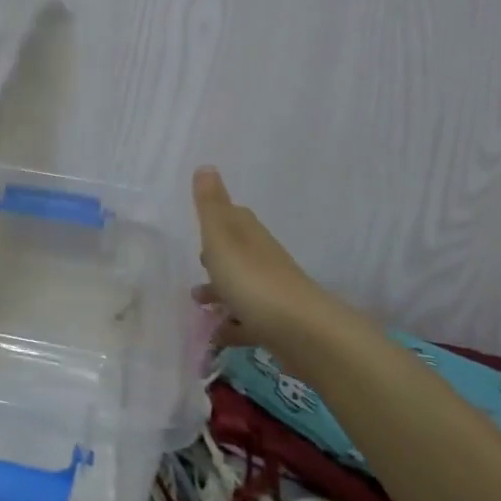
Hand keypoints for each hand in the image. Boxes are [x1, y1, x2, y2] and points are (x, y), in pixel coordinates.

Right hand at [191, 166, 345, 358]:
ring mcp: (272, 293)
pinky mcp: (277, 325)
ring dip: (221, 292)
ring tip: (197, 303)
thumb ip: (210, 205)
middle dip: (217, 257)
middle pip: (239, 252)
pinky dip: (233, 325)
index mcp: (249, 235)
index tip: (202, 222)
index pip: (235, 217)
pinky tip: (217, 334)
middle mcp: (263, 260)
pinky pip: (249, 321)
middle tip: (197, 263)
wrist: (303, 333)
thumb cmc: (252, 279)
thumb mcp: (221, 237)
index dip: (219, 217)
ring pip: (242, 287)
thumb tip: (206, 166)